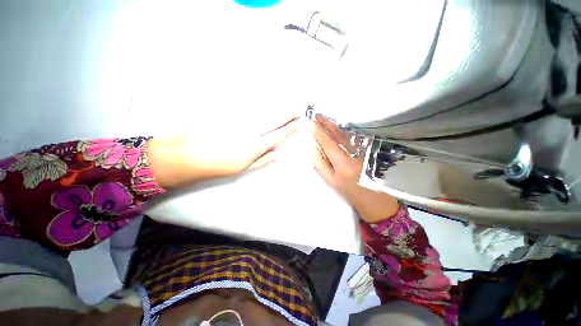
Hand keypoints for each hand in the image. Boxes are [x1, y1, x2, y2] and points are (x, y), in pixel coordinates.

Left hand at [147, 116, 299, 187]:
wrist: (185, 155)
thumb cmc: (216, 166)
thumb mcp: (242, 168)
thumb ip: (262, 161)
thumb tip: (277, 154)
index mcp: (255, 146)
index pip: (278, 135)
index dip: (290, 128)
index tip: (299, 122)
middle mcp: (250, 131)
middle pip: (272, 121)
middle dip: (286, 115)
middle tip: (295, 111)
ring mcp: (238, 121)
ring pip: (261, 112)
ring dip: (274, 109)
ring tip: (283, 107)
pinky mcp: (227, 113)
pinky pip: (246, 106)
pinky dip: (257, 104)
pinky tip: (262, 103)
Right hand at [311, 115, 399, 222]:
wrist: (375, 201)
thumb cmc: (350, 193)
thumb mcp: (331, 182)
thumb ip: (320, 165)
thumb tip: (313, 149)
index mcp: (343, 164)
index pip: (329, 144)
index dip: (319, 133)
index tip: (312, 123)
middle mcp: (355, 154)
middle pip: (339, 135)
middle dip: (328, 124)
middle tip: (318, 116)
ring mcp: (365, 151)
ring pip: (348, 134)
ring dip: (336, 125)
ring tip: (327, 118)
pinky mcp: (371, 151)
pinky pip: (356, 137)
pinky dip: (346, 130)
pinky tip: (340, 126)